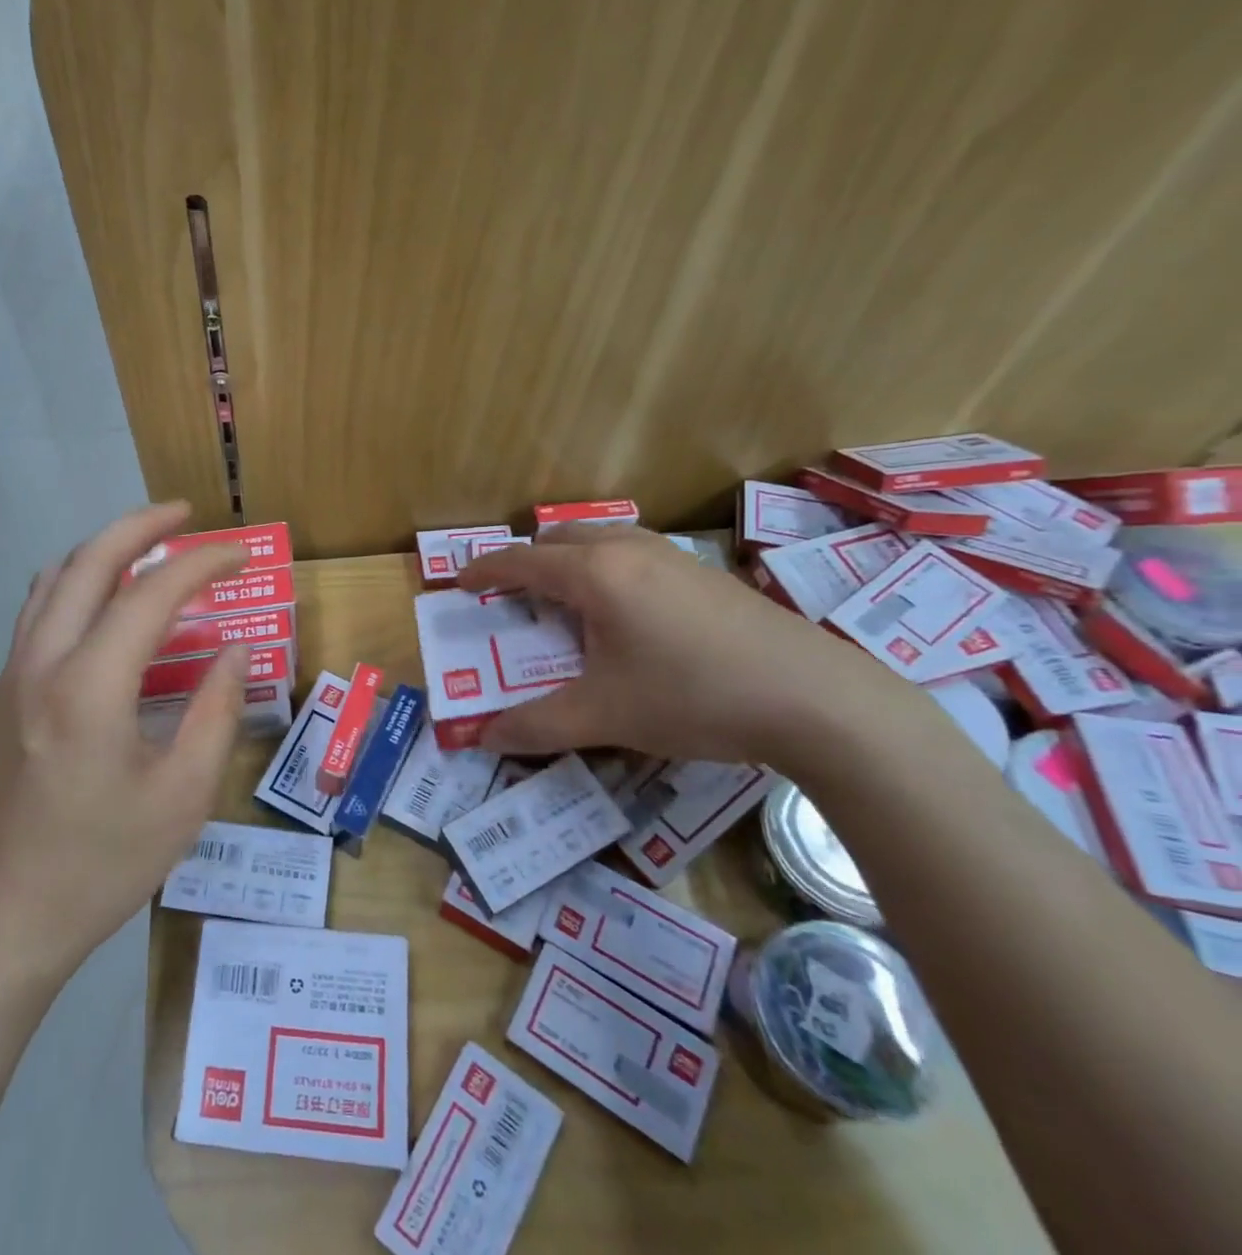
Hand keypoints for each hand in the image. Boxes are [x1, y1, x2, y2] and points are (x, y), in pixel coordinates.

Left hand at [0, 502, 250, 984]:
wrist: (5, 916)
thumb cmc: (103, 863)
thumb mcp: (183, 796)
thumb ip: (217, 712)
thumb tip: (237, 650)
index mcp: (90, 687)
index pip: (150, 594)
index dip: (201, 564)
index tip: (239, 555)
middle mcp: (43, 663)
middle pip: (88, 562)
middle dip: (140, 526)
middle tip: (185, 514)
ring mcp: (14, 674)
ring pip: (54, 579)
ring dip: (103, 548)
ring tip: (149, 545)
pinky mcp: (4, 692)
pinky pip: (39, 609)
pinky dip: (76, 580)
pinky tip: (105, 600)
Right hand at [454, 525, 912, 765]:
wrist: (816, 699)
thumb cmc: (693, 698)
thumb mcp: (605, 716)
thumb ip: (536, 725)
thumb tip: (484, 739)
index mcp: (595, 574)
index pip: (522, 561)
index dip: (484, 570)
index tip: (459, 582)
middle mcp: (628, 550)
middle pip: (560, 537)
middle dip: (527, 561)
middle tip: (512, 598)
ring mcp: (672, 556)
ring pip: (601, 539)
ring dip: (570, 560)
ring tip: (564, 603)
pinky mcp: (704, 572)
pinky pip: (633, 552)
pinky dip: (606, 567)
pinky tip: (625, 615)